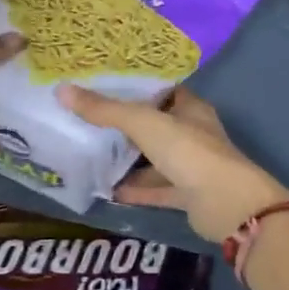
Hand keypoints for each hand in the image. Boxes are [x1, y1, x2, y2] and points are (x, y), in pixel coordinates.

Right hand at [57, 86, 288, 242]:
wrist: (226, 204)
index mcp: (190, 108)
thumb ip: (105, 110)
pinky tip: (106, 190)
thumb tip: (62, 90)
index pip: (161, 91)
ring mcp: (191, 166)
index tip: (102, 85)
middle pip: (155, 125)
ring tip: (90, 154)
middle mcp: (192, 133)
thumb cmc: (189, 151)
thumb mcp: (143, 123)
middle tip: (87, 119)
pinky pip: (155, 188)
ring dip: (128, 159)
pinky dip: (134, 189)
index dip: (135, 87)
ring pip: (154, 158)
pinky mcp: (187, 195)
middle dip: (125, 125)